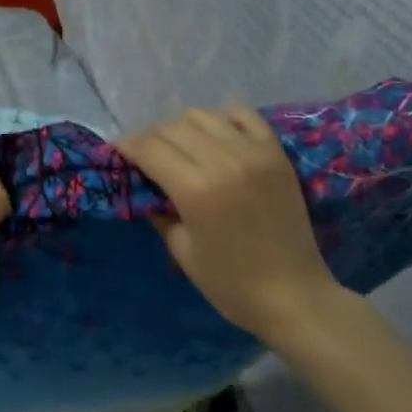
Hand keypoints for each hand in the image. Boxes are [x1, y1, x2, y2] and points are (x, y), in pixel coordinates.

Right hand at [119, 108, 340, 346]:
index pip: (150, 148)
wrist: (293, 295)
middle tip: (145, 156)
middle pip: (173, 128)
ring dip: (183, 128)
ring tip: (180, 148)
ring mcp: (254, 153)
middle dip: (151, 138)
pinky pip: (244, 116)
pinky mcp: (276, 153)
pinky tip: (216, 137)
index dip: (127, 146)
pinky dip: (223, 119)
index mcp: (196, 190)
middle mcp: (224, 161)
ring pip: (204, 116)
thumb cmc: (230, 284)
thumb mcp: (182, 251)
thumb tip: (143, 185)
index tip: (117, 151)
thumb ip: (159, 211)